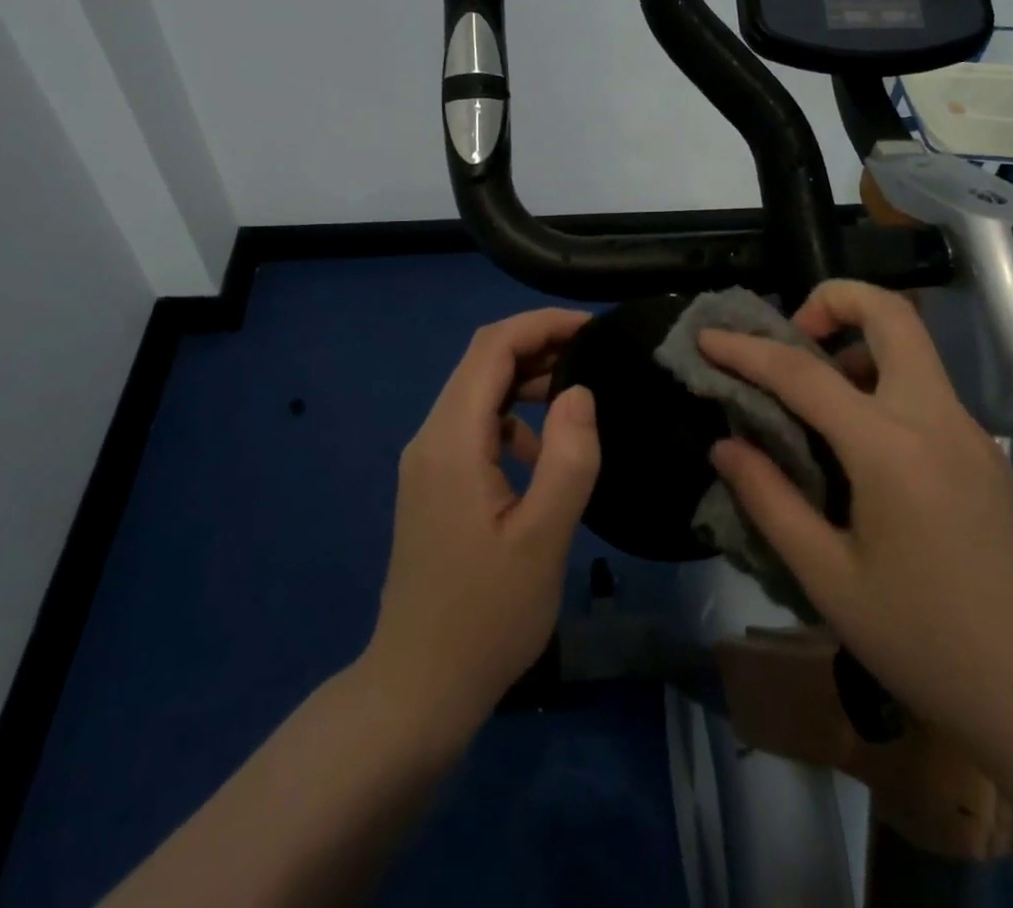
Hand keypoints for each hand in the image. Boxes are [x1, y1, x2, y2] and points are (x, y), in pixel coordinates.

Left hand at [364, 309, 599, 739]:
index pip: (491, 347)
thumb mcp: (543, 539)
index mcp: (451, 440)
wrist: (417, 688)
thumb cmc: (485, 617)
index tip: (592, 329)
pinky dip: (512, 418)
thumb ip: (568, 458)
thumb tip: (580, 392)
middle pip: (482, 362)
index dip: (541, 324)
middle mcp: (430, 437)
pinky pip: (474, 427)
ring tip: (579, 395)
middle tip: (595, 357)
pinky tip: (543, 452)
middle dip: (538, 346)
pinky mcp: (433, 483)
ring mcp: (427, 461)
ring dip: (526, 381)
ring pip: (478, 393)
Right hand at [700, 280, 1012, 760]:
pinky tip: (860, 451)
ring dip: (857, 345)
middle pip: (890, 314)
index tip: (708, 337)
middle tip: (791, 339)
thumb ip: (770, 501)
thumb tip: (724, 446)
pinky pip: (926, 391)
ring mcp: (971, 433)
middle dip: (833, 301)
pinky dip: (881, 386)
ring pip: (912, 349)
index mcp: (891, 447)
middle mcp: (936, 418)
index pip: (803, 373)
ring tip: (816, 401)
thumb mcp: (830, 580)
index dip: (747, 350)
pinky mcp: (989, 455)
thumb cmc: (930, 644)